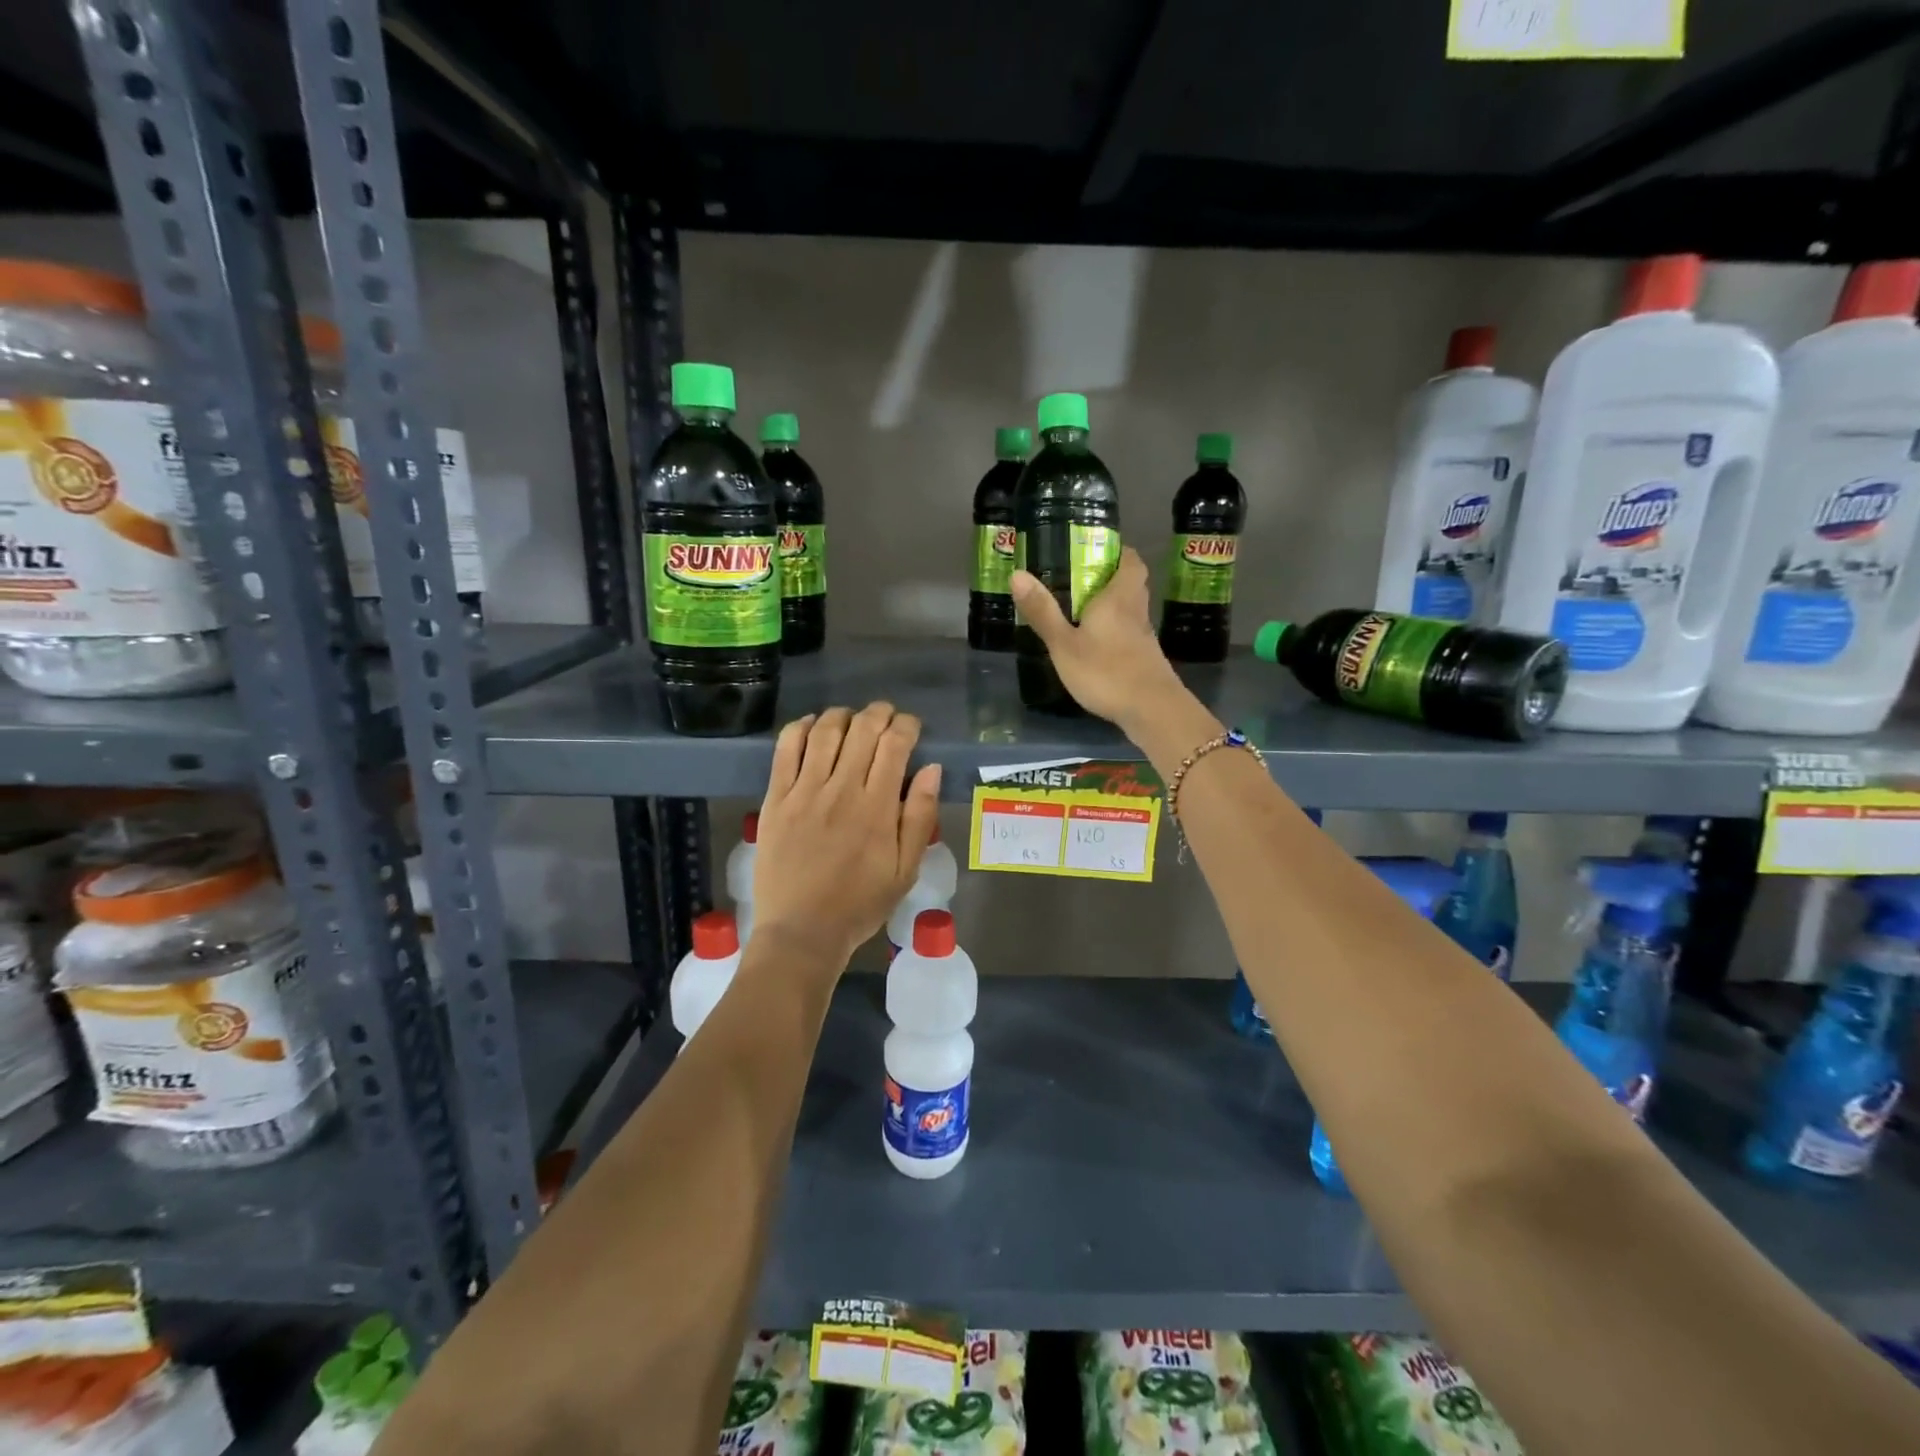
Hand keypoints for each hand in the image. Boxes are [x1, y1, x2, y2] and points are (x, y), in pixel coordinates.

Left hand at [751, 703, 942, 968]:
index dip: (907, 726)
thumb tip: (931, 769)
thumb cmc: (860, 904)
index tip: (912, 728)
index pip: (895, 744)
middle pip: (862, 729)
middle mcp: (841, 789)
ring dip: (843, 715)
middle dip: (879, 714)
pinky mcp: (775, 799)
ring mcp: (804, 792)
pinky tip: (811, 726)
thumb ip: (920, 816)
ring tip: (852, 719)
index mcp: (877, 807)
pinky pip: (786, 749)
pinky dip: (800, 728)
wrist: (801, 932)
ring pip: (825, 731)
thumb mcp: (906, 870)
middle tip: (886, 717)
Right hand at [1011, 547, 1181, 728]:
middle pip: (1131, 583)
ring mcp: (1144, 636)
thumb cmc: (1106, 671)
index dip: (1117, 551)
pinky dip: (1115, 632)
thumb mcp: (1064, 644)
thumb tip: (1017, 573)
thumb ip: (1042, 611)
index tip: (1095, 551)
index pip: (1130, 560)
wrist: (1152, 710)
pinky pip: (1130, 633)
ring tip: (1084, 612)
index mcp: (1118, 597)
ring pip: (1131, 609)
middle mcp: (1136, 610)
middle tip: (1081, 580)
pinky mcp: (1146, 659)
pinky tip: (1097, 645)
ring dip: (1113, 606)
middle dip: (1110, 577)